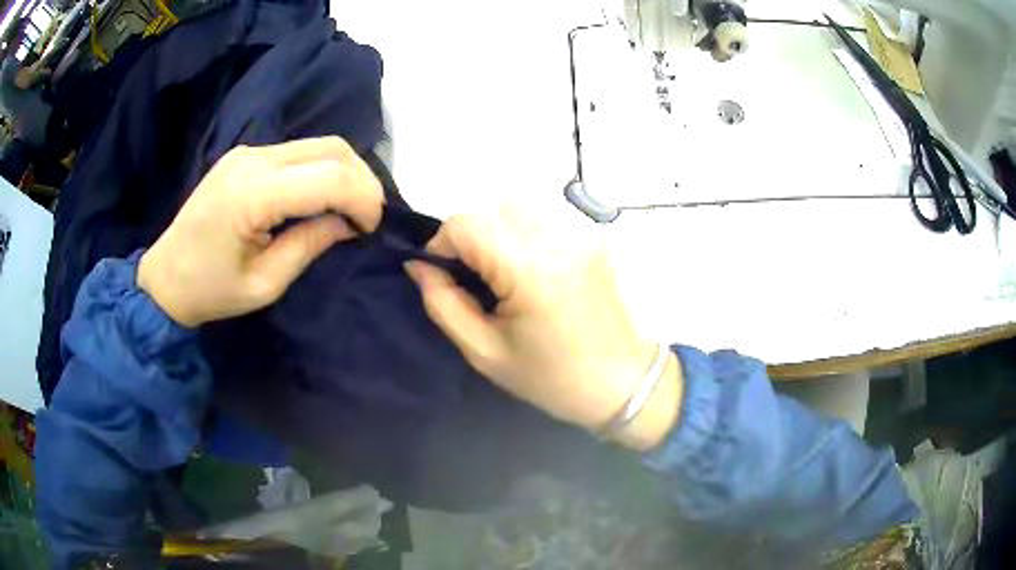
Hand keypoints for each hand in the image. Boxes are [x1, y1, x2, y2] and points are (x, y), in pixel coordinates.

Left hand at [138, 137, 382, 327]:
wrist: (164, 277)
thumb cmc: (210, 291)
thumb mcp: (265, 284)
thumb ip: (310, 245)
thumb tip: (348, 223)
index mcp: (252, 194)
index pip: (330, 177)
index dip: (364, 198)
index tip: (371, 229)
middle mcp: (253, 159)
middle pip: (331, 148)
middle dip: (363, 180)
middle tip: (367, 218)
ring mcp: (248, 151)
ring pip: (319, 145)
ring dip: (345, 172)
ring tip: (349, 209)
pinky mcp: (246, 155)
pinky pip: (299, 152)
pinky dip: (322, 170)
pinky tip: (321, 198)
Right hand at [405, 205, 681, 449]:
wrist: (622, 381)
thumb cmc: (550, 378)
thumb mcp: (484, 351)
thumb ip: (443, 302)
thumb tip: (418, 265)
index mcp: (529, 269)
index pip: (465, 224)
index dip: (441, 244)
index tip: (442, 275)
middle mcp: (557, 237)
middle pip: (490, 208)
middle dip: (468, 237)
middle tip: (472, 277)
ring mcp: (581, 230)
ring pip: (517, 205)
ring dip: (496, 229)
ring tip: (501, 271)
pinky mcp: (594, 234)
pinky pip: (544, 214)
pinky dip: (524, 229)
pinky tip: (531, 264)